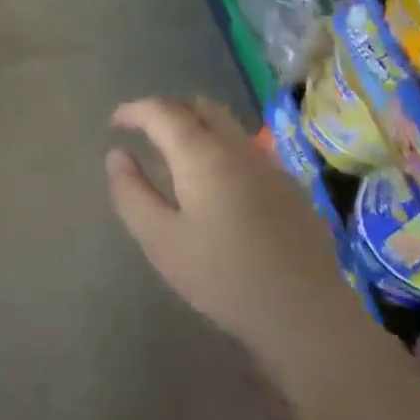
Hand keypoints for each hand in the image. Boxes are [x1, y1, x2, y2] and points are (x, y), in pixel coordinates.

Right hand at [106, 97, 338, 348]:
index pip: (162, 111)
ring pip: (227, 125)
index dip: (134, 111)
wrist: (306, 313)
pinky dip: (218, 147)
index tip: (114, 125)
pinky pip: (244, 149)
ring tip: (173, 156)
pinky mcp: (289, 187)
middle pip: (200, 107)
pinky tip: (213, 185)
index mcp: (202, 154)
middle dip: (167, 111)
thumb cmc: (222, 276)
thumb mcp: (160, 239)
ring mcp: (269, 165)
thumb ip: (131, 193)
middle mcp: (237, 147)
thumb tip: (117, 155)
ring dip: (195, 126)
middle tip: (143, 133)